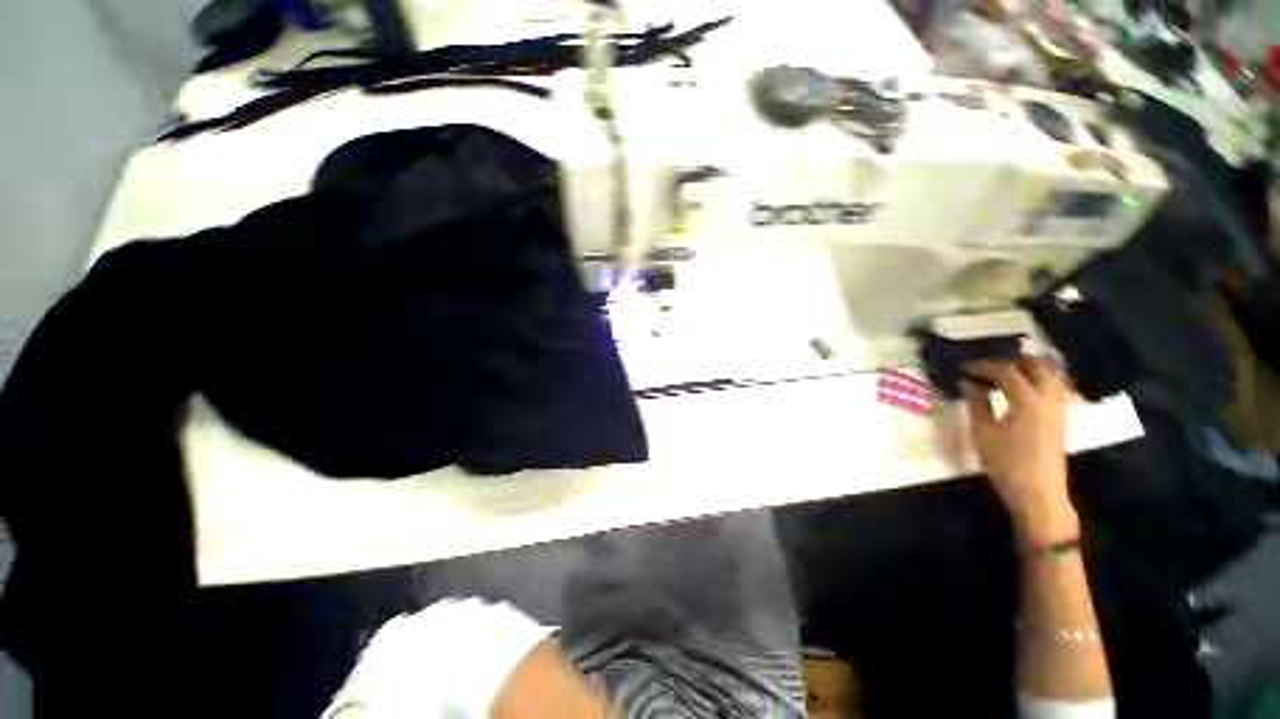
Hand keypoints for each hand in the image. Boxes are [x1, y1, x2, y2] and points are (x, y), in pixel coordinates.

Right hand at [962, 357, 1078, 547]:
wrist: (1039, 494)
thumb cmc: (1006, 464)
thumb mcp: (983, 433)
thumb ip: (976, 403)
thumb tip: (967, 382)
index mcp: (1028, 401)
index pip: (1006, 371)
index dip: (983, 366)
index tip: (964, 367)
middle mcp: (1049, 399)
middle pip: (1036, 365)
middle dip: (1010, 360)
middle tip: (986, 366)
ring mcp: (1060, 408)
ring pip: (1051, 373)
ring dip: (1027, 368)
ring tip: (1004, 373)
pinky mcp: (1062, 417)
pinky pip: (1056, 386)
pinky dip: (1039, 379)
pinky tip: (1023, 388)